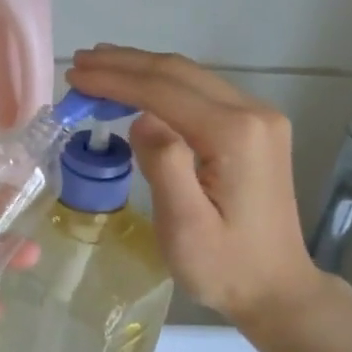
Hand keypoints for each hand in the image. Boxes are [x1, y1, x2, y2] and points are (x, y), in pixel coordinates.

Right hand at [67, 46, 322, 326]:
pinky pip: (201, 93)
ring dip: (142, 70)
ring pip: (190, 77)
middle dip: (125, 64)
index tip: (75, 76)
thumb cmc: (225, 266)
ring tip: (99, 68)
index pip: (163, 90)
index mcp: (235, 134)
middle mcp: (253, 113)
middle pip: (178, 72)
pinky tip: (138, 90)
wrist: (276, 288)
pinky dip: (162, 86)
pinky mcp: (256, 129)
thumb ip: (164, 165)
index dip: (115, 79)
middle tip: (80, 63)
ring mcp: (259, 119)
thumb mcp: (185, 226)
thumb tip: (141, 120)